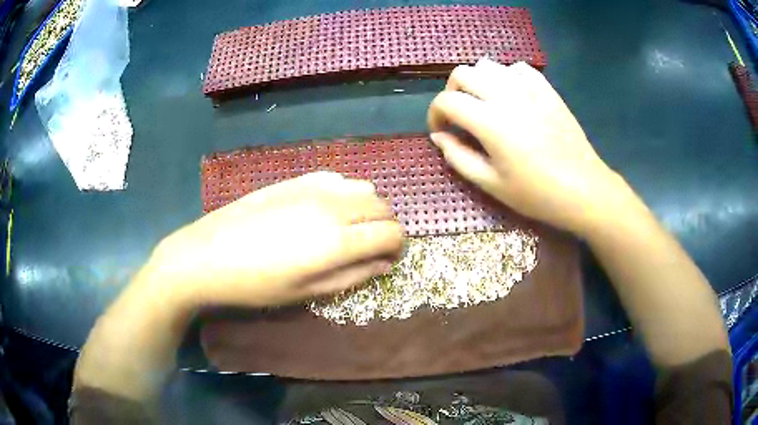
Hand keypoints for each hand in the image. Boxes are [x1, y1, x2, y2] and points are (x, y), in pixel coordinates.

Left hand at [144, 172, 403, 307]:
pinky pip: (338, 178)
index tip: (387, 259)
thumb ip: (353, 275)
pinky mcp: (297, 179)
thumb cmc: (257, 284)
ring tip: (348, 227)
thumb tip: (384, 263)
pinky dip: (346, 193)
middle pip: (383, 207)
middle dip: (385, 227)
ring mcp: (315, 187)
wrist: (209, 254)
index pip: (392, 233)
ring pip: (365, 187)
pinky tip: (326, 209)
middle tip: (369, 246)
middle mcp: (334, 206)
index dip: (397, 247)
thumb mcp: (308, 291)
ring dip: (367, 208)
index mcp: (338, 240)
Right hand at [428, 59, 632, 235]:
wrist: (583, 189)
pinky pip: (519, 68)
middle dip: (452, 92)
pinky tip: (512, 95)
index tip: (441, 131)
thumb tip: (439, 136)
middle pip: (463, 73)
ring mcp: (529, 89)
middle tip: (460, 115)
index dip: (435, 114)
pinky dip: (507, 76)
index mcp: (489, 121)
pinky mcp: (547, 90)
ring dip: (477, 81)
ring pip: (489, 65)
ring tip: (484, 103)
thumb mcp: (491, 184)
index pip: (447, 101)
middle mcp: (505, 96)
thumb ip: (459, 158)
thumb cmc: (537, 193)